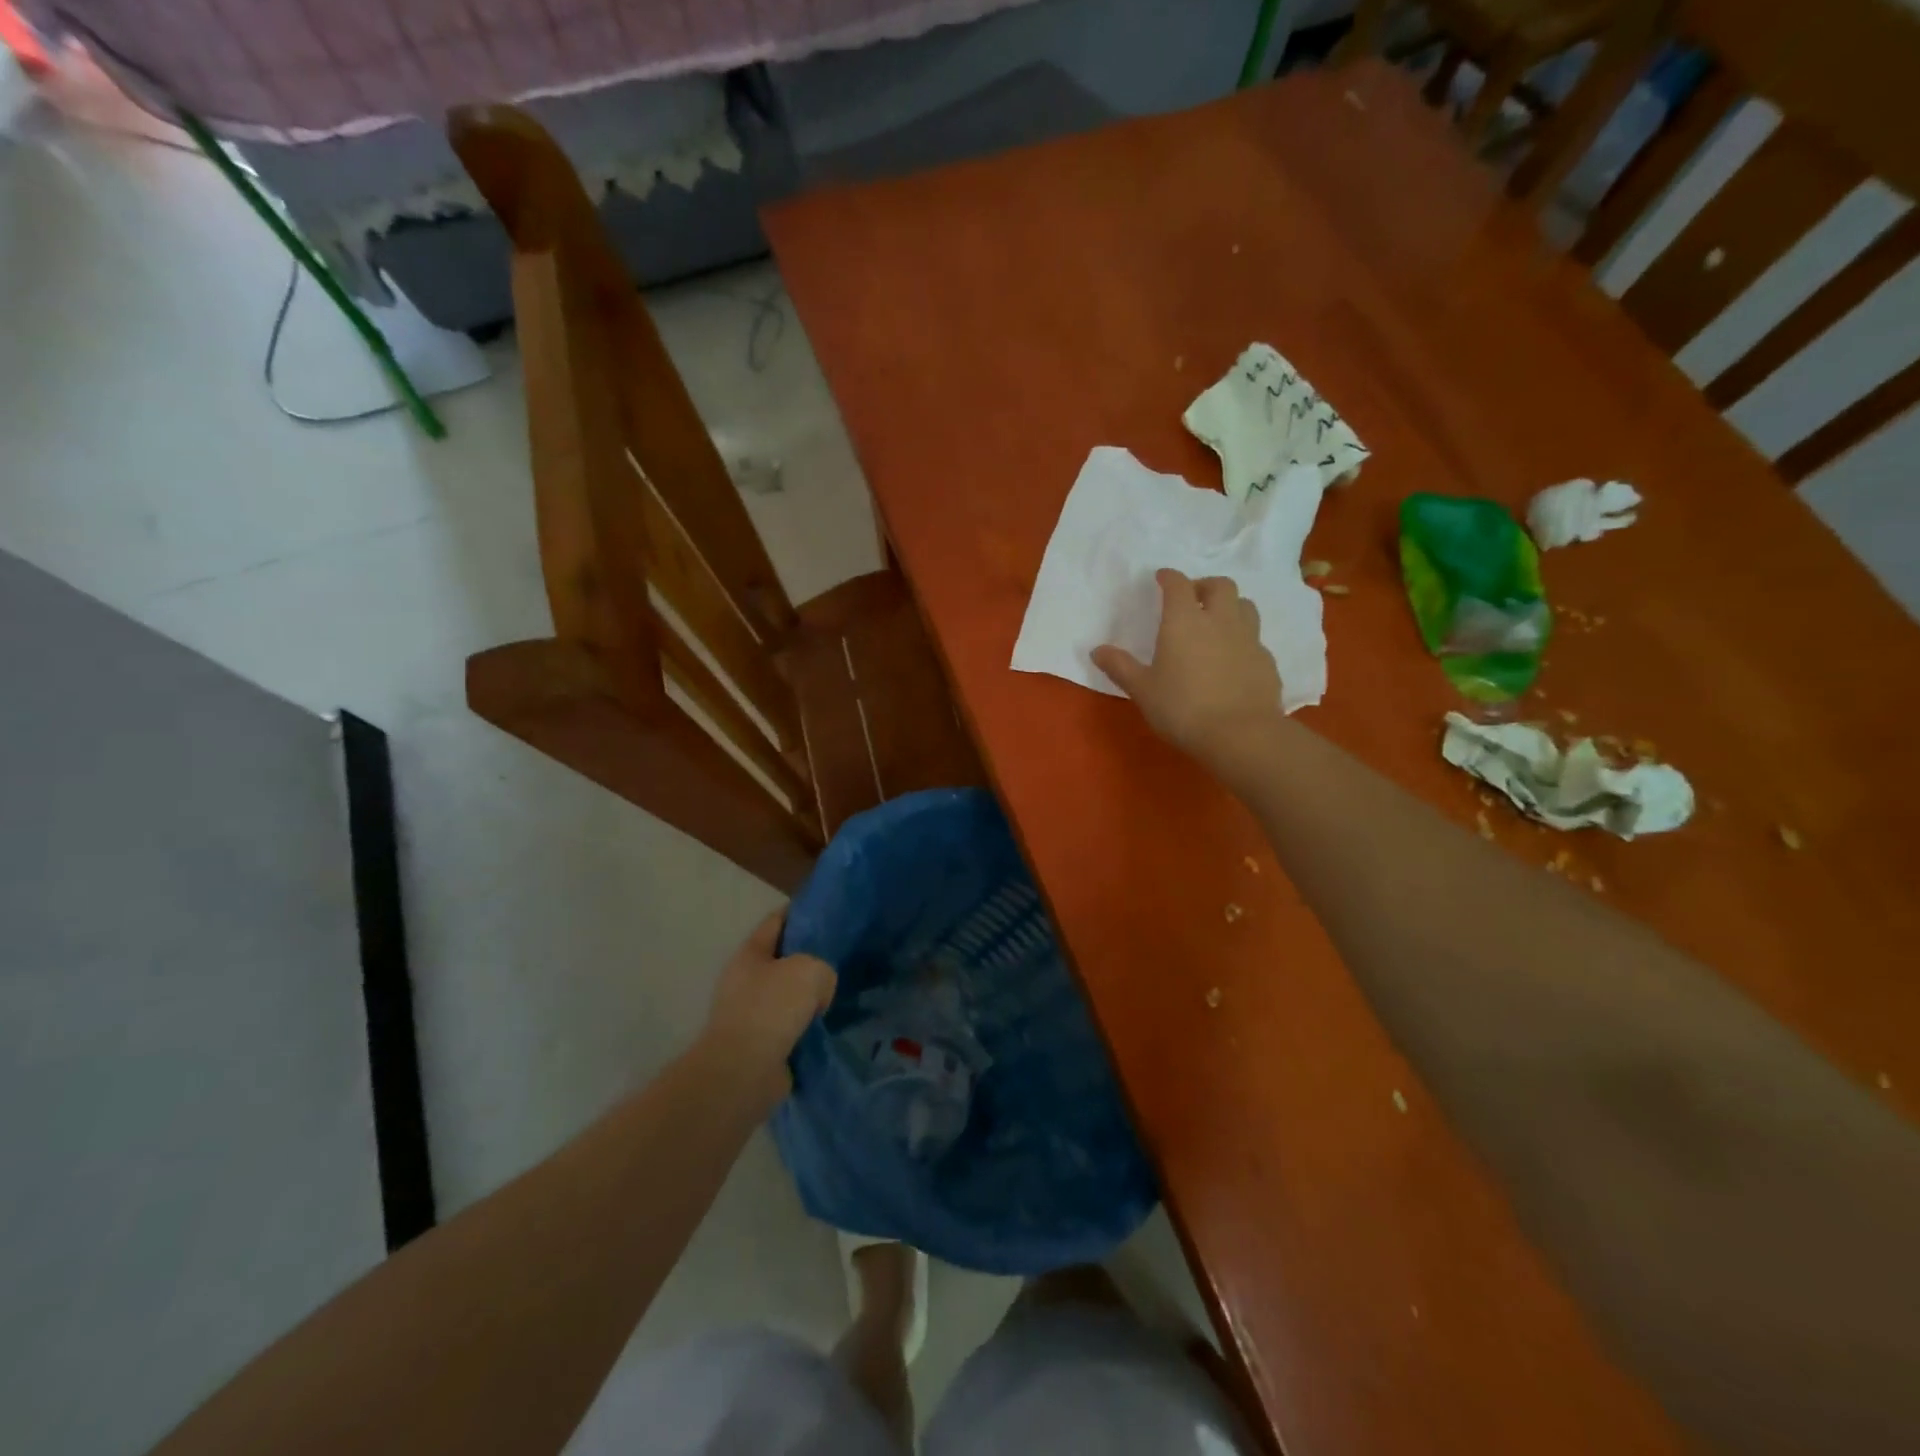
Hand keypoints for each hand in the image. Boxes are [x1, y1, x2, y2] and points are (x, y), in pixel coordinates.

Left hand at [701, 909, 836, 1101]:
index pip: (777, 922)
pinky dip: (806, 1028)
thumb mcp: (810, 970)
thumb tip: (818, 993)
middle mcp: (745, 981)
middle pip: (782, 960)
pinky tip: (829, 1027)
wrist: (743, 1072)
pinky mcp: (758, 1045)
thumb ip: (823, 969)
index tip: (828, 912)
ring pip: (787, 996)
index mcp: (750, 954)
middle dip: (808, 959)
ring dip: (808, 998)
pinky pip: (789, 1028)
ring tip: (839, 995)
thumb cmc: (771, 1009)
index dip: (801, 913)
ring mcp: (749, 1015)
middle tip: (840, 958)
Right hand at [1091, 569, 1282, 778]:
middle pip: (1220, 586)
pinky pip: (1255, 639)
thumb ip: (1120, 667)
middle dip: (1204, 586)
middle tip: (1192, 599)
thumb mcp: (1143, 690)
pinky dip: (1243, 639)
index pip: (1178, 585)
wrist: (1240, 735)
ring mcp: (1249, 639)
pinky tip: (1233, 659)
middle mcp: (1220, 620)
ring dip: (1230, 607)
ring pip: (1245, 606)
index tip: (1162, 578)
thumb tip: (1098, 650)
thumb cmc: (1183, 709)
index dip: (1169, 577)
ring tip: (1216, 623)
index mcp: (1184, 621)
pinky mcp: (1266, 661)